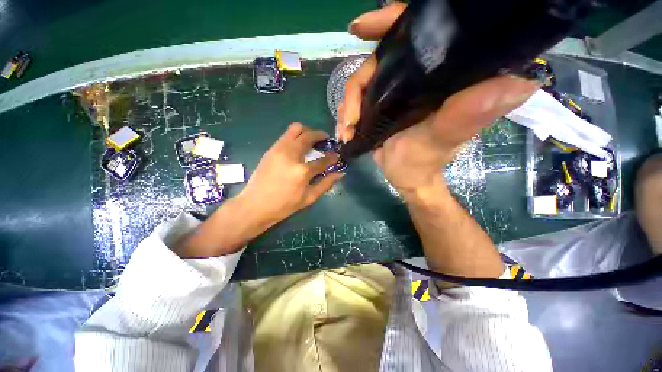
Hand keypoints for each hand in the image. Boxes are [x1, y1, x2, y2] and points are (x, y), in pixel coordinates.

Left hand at [238, 122, 343, 227]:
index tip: (336, 155)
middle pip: (308, 135)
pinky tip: (298, 146)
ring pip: (295, 128)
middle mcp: (291, 155)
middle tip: (325, 140)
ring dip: (307, 131)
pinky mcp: (271, 149)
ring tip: (311, 140)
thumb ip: (325, 184)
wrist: (255, 205)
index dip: (332, 157)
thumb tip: (340, 173)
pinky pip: (286, 135)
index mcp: (302, 171)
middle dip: (320, 135)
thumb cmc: (284, 205)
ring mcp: (279, 149)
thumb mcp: (308, 198)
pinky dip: (295, 136)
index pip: (323, 160)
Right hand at [338, 3, 539, 195]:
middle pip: (379, 60)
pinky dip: (346, 115)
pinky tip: (344, 130)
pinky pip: (357, 101)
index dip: (390, 22)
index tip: (361, 27)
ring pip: (363, 83)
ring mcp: (395, 93)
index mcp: (439, 78)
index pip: (418, 34)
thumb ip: (466, 116)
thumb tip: (521, 81)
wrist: (406, 178)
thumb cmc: (423, 163)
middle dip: (358, 84)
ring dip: (348, 107)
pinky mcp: (380, 106)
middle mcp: (417, 78)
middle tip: (349, 113)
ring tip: (346, 130)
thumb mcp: (441, 141)